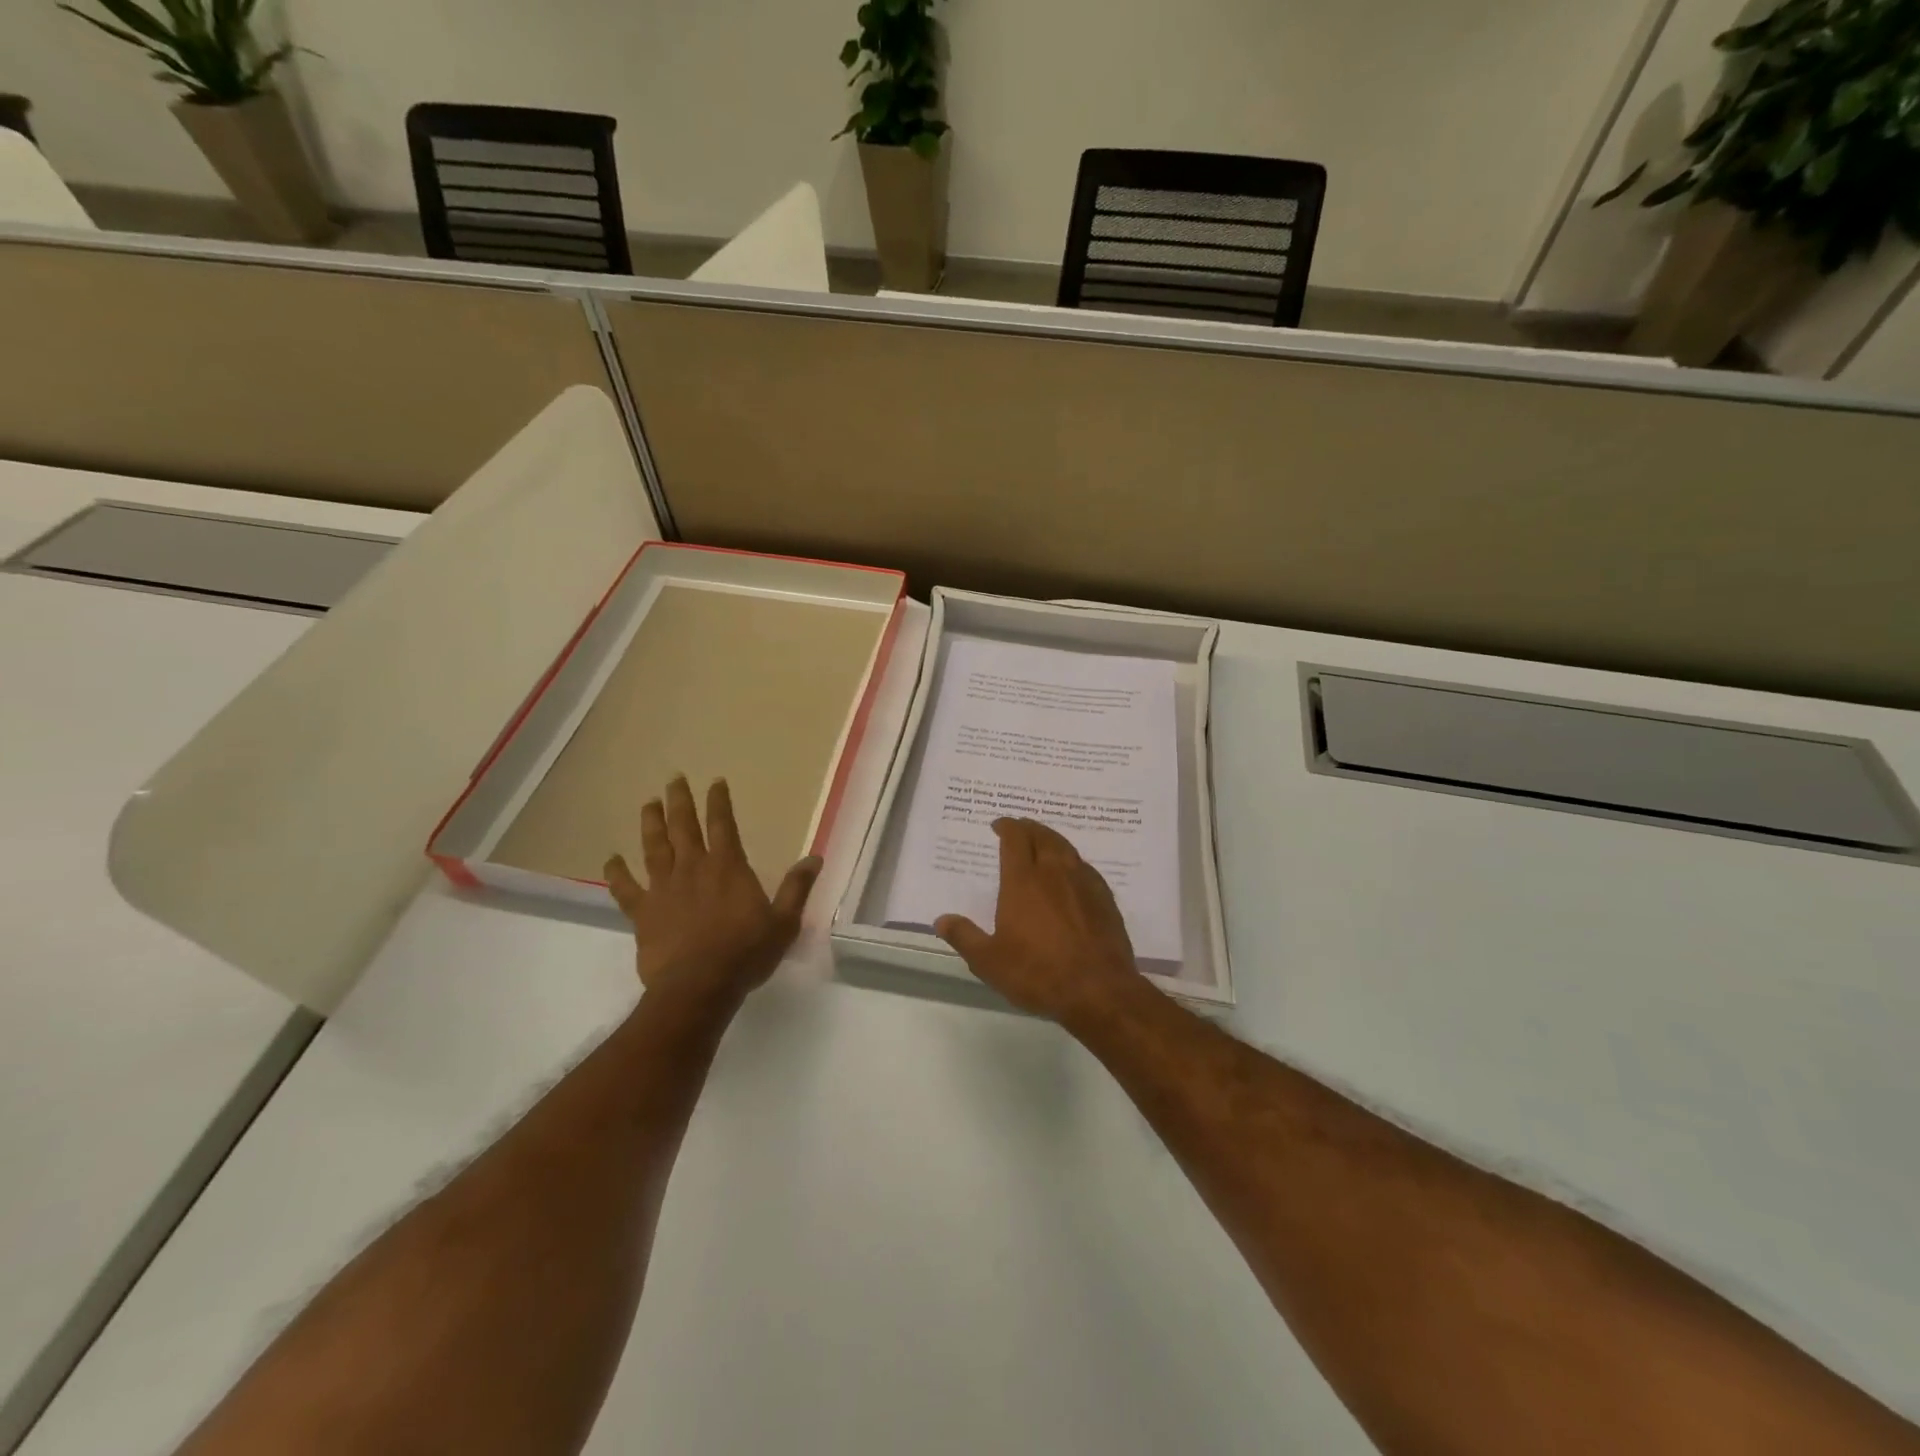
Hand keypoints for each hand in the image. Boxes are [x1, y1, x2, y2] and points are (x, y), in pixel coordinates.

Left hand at [605, 776, 821, 1007]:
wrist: (699, 987)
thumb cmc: (745, 953)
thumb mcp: (783, 922)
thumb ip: (796, 888)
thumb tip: (815, 858)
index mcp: (728, 867)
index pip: (723, 824)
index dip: (719, 801)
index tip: (715, 781)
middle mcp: (693, 868)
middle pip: (683, 827)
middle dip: (679, 801)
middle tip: (673, 779)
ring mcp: (664, 889)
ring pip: (654, 848)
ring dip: (651, 823)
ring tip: (648, 804)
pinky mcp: (643, 912)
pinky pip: (625, 888)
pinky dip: (617, 873)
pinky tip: (611, 859)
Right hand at [934, 818, 1145, 1024]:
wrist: (1099, 990)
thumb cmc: (1038, 973)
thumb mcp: (989, 961)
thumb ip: (964, 937)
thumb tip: (941, 919)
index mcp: (1023, 881)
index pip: (1015, 839)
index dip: (1006, 827)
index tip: (999, 825)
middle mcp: (1054, 872)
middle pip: (1042, 836)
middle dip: (1029, 828)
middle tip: (1020, 828)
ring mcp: (1083, 883)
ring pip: (1066, 848)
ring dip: (1051, 839)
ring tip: (1044, 841)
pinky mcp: (1105, 898)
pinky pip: (1085, 867)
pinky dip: (1073, 861)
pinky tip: (1072, 872)